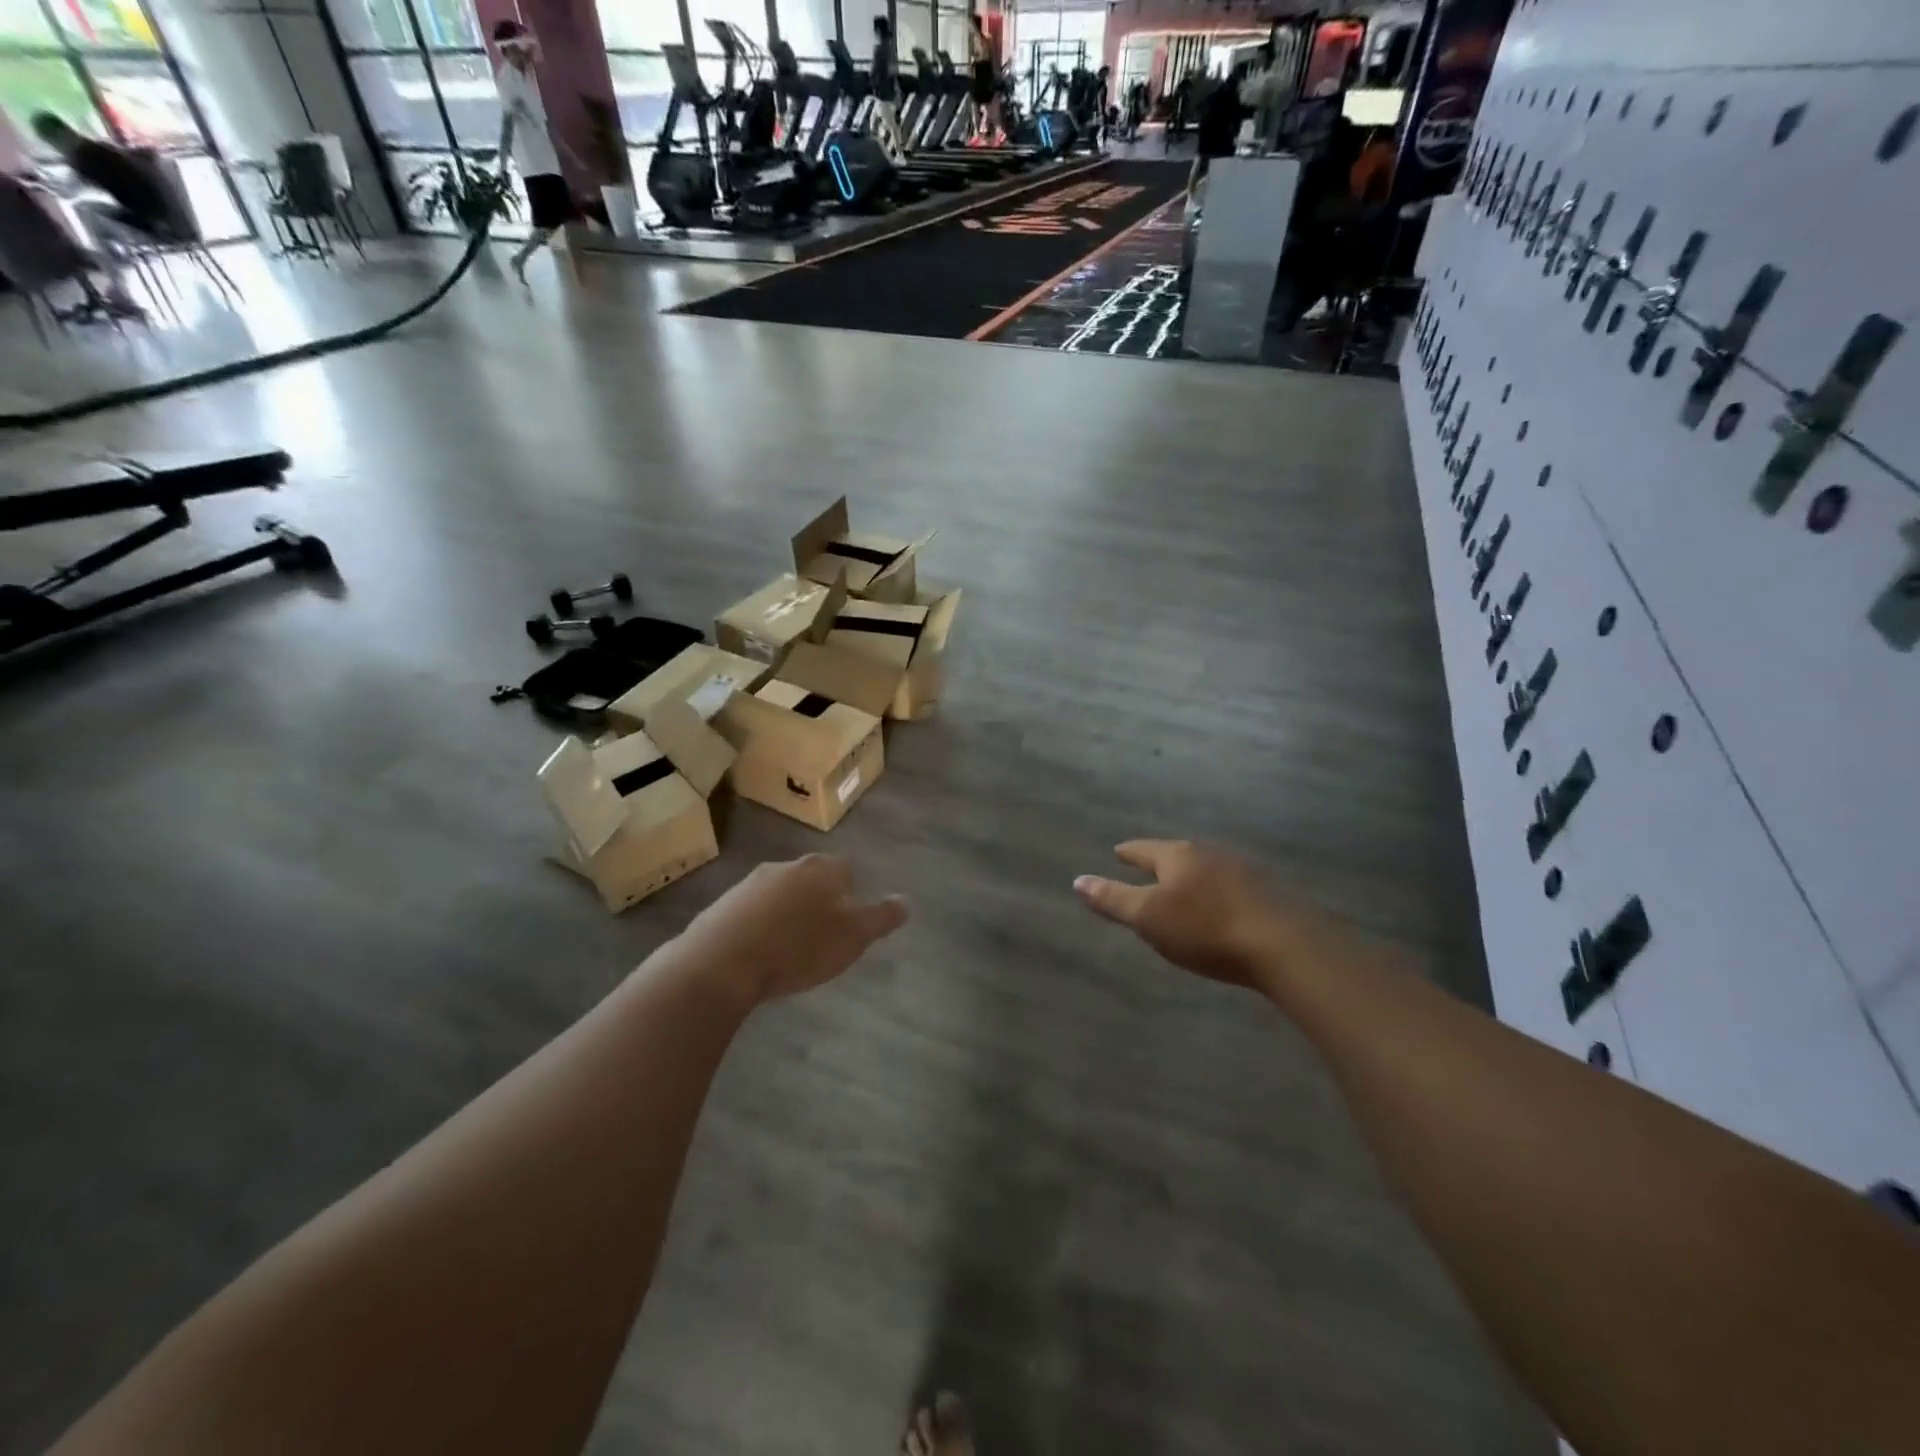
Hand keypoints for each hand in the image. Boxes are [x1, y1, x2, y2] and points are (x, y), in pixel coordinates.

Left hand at [667, 855, 907, 1010]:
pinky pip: (752, 913)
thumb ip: (881, 917)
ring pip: (781, 895)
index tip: (848, 926)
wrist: (721, 963)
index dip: (851, 897)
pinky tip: (758, 956)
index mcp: (822, 868)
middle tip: (821, 941)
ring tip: (788, 952)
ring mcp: (750, 883)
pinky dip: (759, 928)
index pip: (847, 871)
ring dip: (787, 916)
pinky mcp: (722, 905)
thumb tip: (906, 901)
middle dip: (819, 904)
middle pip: (812, 880)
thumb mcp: (853, 937)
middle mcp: (787, 866)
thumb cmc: (798, 948)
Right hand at [1075, 840, 1292, 986]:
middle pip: (1178, 855)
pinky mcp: (1268, 892)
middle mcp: (1209, 854)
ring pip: (1207, 869)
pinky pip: (1232, 886)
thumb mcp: (1149, 918)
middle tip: (1149, 868)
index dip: (1129, 853)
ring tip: (1183, 887)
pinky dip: (1218, 892)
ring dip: (1193, 876)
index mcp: (1177, 856)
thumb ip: (1114, 900)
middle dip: (1162, 862)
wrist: (1284, 944)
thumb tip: (1077, 881)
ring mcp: (1243, 870)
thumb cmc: (1205, 928)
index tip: (1118, 851)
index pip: (1145, 850)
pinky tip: (1221, 905)